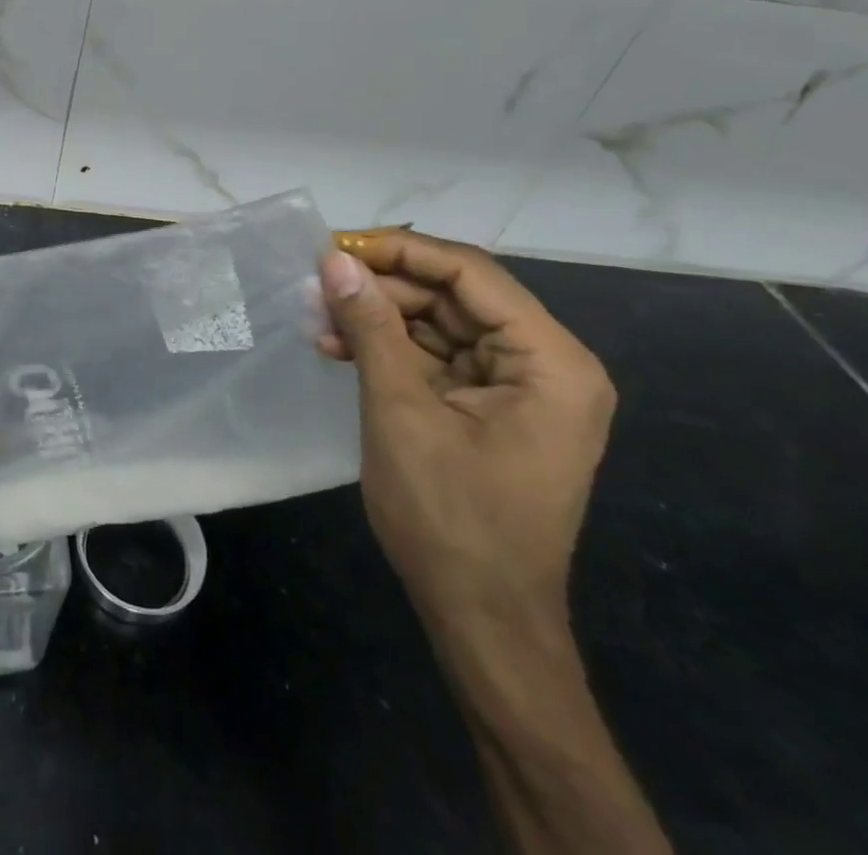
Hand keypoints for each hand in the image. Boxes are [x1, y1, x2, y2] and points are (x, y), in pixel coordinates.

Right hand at [316, 229, 614, 632]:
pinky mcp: (490, 408)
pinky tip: (337, 348)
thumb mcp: (400, 411)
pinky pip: (436, 358)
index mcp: (550, 361)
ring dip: (378, 319)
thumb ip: (370, 327)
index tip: (336, 246)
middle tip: (317, 286)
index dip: (401, 251)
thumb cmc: (450, 517)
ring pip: (439, 324)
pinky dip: (388, 350)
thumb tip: (333, 261)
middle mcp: (545, 365)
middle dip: (382, 289)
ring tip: (317, 318)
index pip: (471, 273)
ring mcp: (518, 389)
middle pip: (454, 296)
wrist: (481, 619)